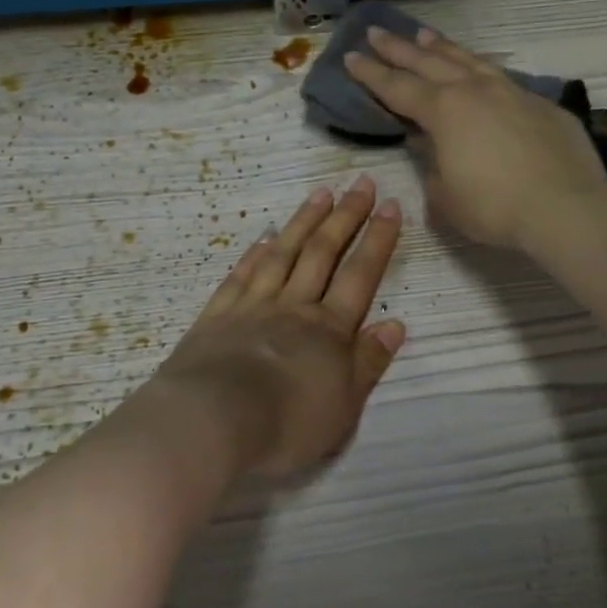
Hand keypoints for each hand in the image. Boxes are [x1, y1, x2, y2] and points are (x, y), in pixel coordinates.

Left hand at [151, 177, 405, 482]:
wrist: (211, 423)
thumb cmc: (287, 424)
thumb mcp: (344, 406)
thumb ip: (369, 363)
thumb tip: (395, 324)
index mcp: (329, 329)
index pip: (361, 274)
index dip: (378, 239)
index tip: (391, 206)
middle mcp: (294, 306)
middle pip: (323, 252)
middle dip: (346, 216)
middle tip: (361, 183)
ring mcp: (252, 306)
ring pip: (283, 253)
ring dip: (304, 222)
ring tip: (320, 194)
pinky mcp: (216, 316)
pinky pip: (241, 276)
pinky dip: (255, 254)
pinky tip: (264, 238)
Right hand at [345, 24, 606, 253]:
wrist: (566, 207)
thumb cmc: (495, 209)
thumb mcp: (446, 198)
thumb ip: (431, 167)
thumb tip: (429, 146)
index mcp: (444, 111)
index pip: (397, 87)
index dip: (371, 73)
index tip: (350, 56)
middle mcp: (475, 91)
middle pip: (429, 62)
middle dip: (399, 48)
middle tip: (376, 31)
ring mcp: (512, 92)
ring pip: (469, 61)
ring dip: (442, 48)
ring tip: (425, 36)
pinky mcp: (542, 104)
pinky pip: (501, 78)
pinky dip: (481, 70)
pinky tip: (480, 72)